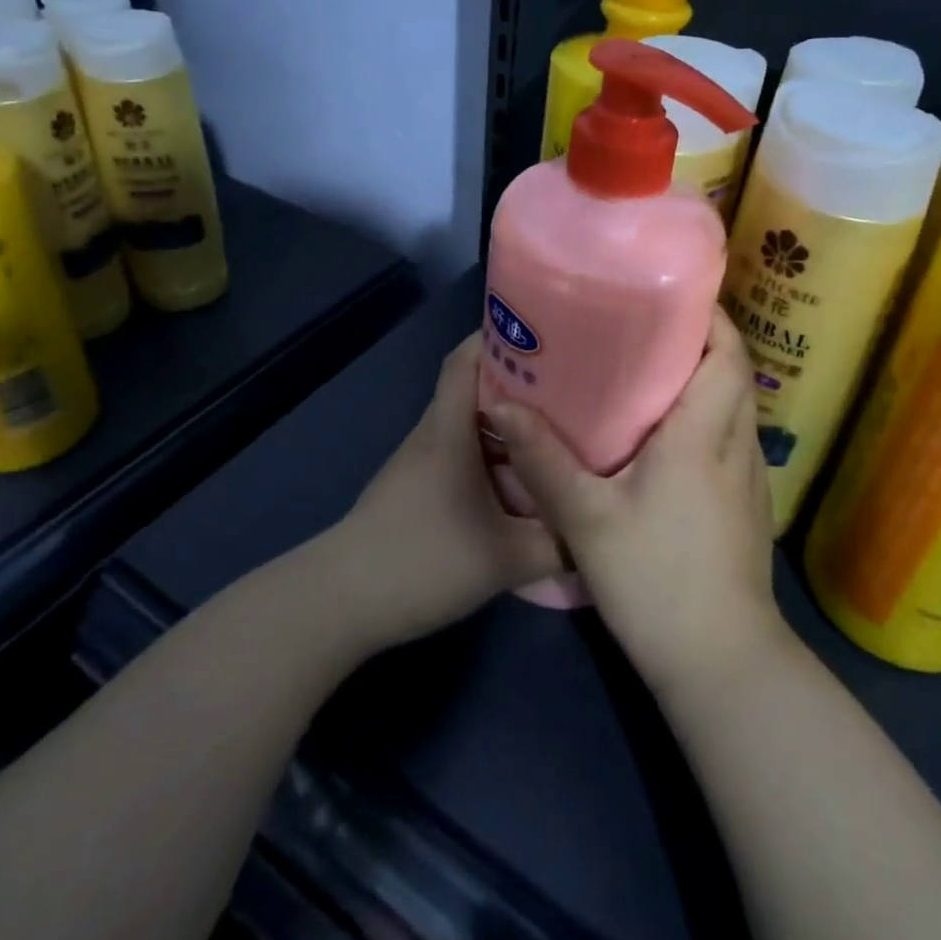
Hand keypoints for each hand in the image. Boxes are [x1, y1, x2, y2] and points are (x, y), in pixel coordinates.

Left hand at [316, 334, 562, 650]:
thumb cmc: (424, 561)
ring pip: (468, 422)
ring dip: (507, 421)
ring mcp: (420, 461)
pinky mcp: (416, 487)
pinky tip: (519, 477)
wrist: (342, 602)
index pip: (465, 359)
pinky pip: (461, 451)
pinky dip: (491, 452)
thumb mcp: (506, 559)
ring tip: (554, 430)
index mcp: (449, 430)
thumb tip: (598, 528)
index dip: (500, 337)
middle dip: (519, 380)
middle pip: (473, 386)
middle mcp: (433, 434)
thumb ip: (559, 543)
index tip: (547, 338)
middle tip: (570, 387)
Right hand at [483, 309, 783, 692]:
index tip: (667, 295)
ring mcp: (748, 479)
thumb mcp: (587, 519)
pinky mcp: (745, 507)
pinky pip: (729, 439)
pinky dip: (705, 418)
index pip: (727, 352)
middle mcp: (737, 445)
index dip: (707, 315)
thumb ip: (543, 460)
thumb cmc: (657, 579)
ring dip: (702, 380)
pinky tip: (661, 438)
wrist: (721, 664)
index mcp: (705, 434)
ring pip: (734, 407)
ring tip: (646, 372)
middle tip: (641, 329)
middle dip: (698, 341)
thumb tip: (501, 404)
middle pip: (733, 372)